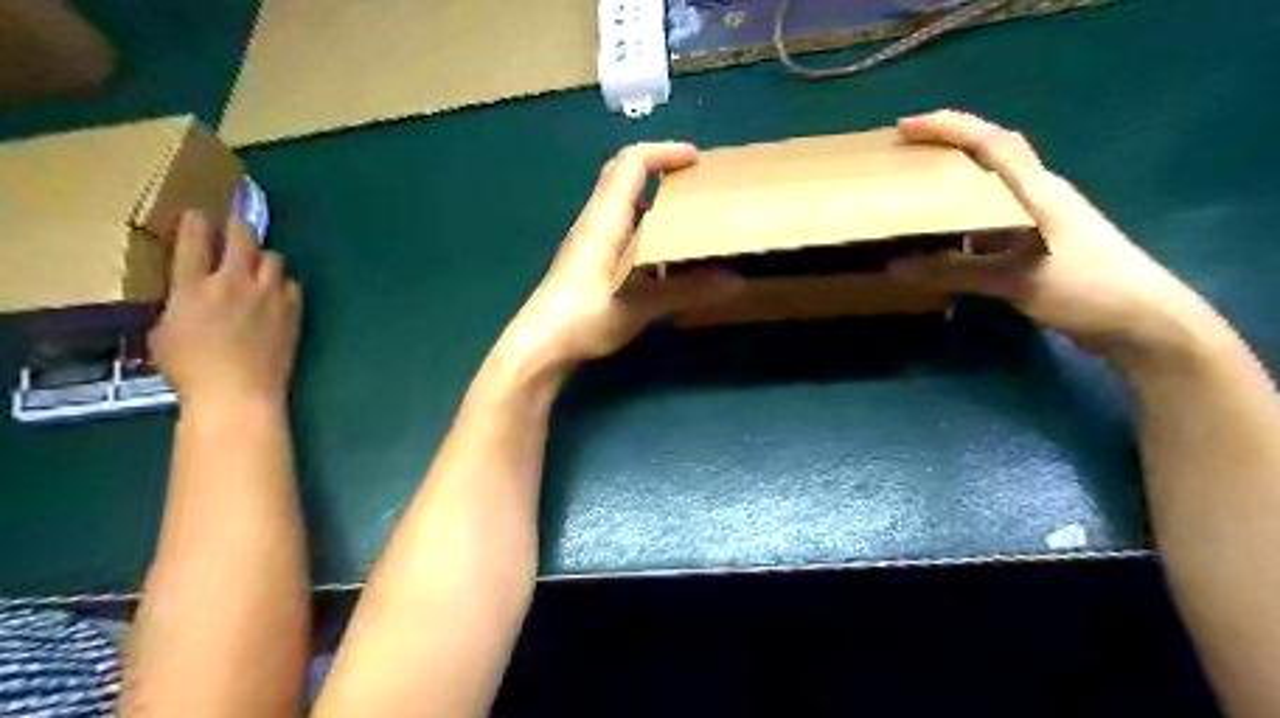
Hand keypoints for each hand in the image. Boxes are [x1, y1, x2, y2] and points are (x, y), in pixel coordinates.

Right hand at [149, 209, 302, 412]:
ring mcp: (269, 295)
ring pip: (273, 257)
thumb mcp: (164, 332)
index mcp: (194, 286)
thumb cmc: (191, 370)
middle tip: (234, 227)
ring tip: (256, 266)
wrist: (240, 392)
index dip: (196, 222)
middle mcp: (234, 283)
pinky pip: (291, 284)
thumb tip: (190, 296)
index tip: (197, 215)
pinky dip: (282, 283)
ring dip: (263, 257)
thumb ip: (179, 305)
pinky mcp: (293, 310)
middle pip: (241, 238)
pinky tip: (276, 292)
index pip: (195, 240)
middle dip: (237, 227)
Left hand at [497, 140, 745, 379]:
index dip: (665, 152)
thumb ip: (686, 291)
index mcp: (605, 219)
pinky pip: (619, 229)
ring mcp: (588, 241)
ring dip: (651, 199)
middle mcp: (595, 221)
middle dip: (658, 168)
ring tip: (685, 215)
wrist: (539, 346)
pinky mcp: (587, 262)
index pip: (632, 163)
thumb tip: (733, 282)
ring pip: (620, 203)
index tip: (697, 160)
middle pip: (622, 175)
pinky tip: (663, 255)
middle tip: (693, 182)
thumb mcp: (639, 304)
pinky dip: (644, 227)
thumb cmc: (585, 317)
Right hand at [887, 109, 1212, 360]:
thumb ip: (954, 272)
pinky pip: (992, 216)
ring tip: (916, 187)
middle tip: (907, 152)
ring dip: (957, 177)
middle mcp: (1038, 195)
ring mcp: (1041, 218)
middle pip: (992, 152)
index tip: (906, 127)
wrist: (1142, 321)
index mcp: (1036, 190)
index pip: (990, 142)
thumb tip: (896, 268)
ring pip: (992, 184)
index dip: (948, 127)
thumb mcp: (1015, 279)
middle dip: (950, 143)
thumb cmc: (1085, 288)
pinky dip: (964, 215)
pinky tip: (945, 233)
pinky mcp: (1040, 242)